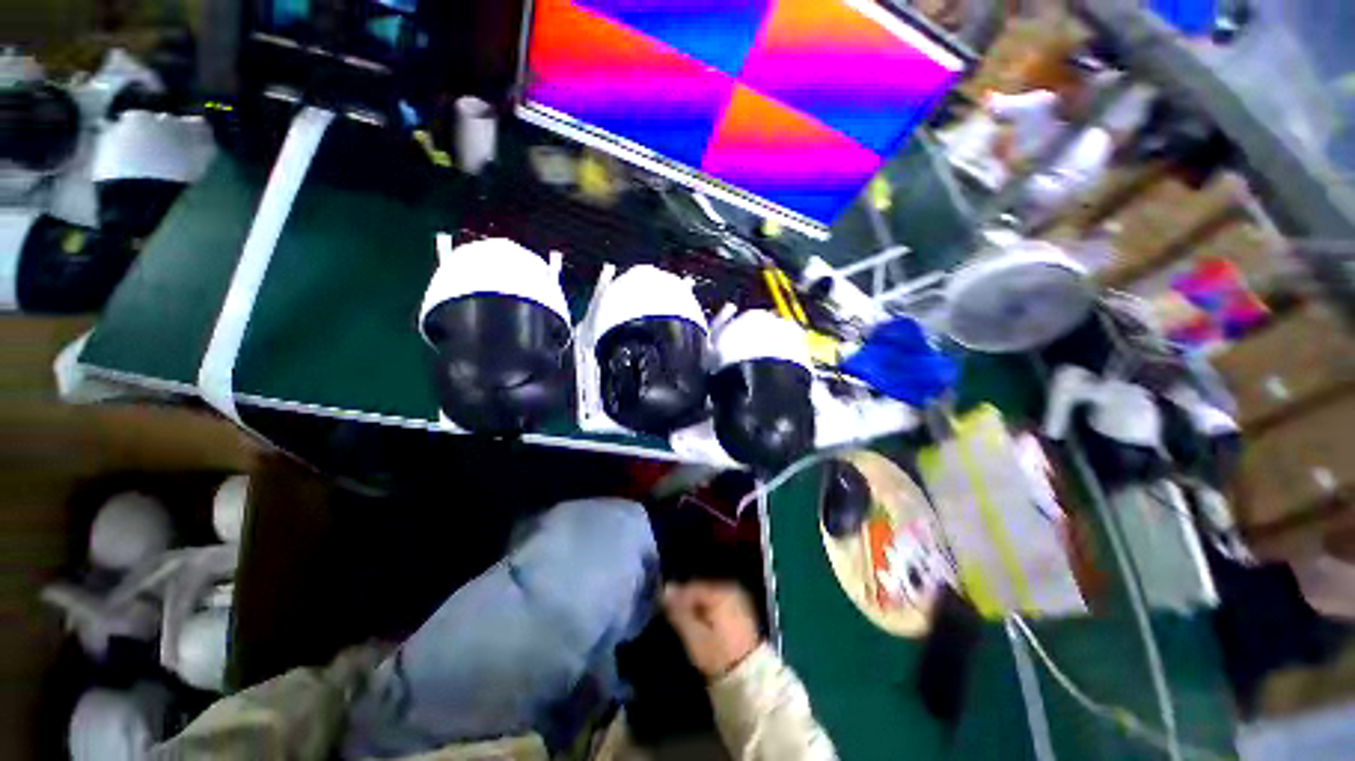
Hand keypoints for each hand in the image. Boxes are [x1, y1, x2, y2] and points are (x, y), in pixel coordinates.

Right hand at [663, 582, 760, 679]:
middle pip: (701, 590)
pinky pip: (718, 603)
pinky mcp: (741, 611)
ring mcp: (738, 599)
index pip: (692, 587)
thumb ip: (679, 612)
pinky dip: (707, 610)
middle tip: (671, 613)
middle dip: (686, 600)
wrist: (749, 678)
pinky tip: (700, 622)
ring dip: (696, 606)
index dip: (676, 596)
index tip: (662, 606)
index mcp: (721, 591)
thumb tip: (664, 591)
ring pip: (709, 597)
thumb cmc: (719, 655)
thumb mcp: (694, 636)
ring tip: (683, 619)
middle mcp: (731, 589)